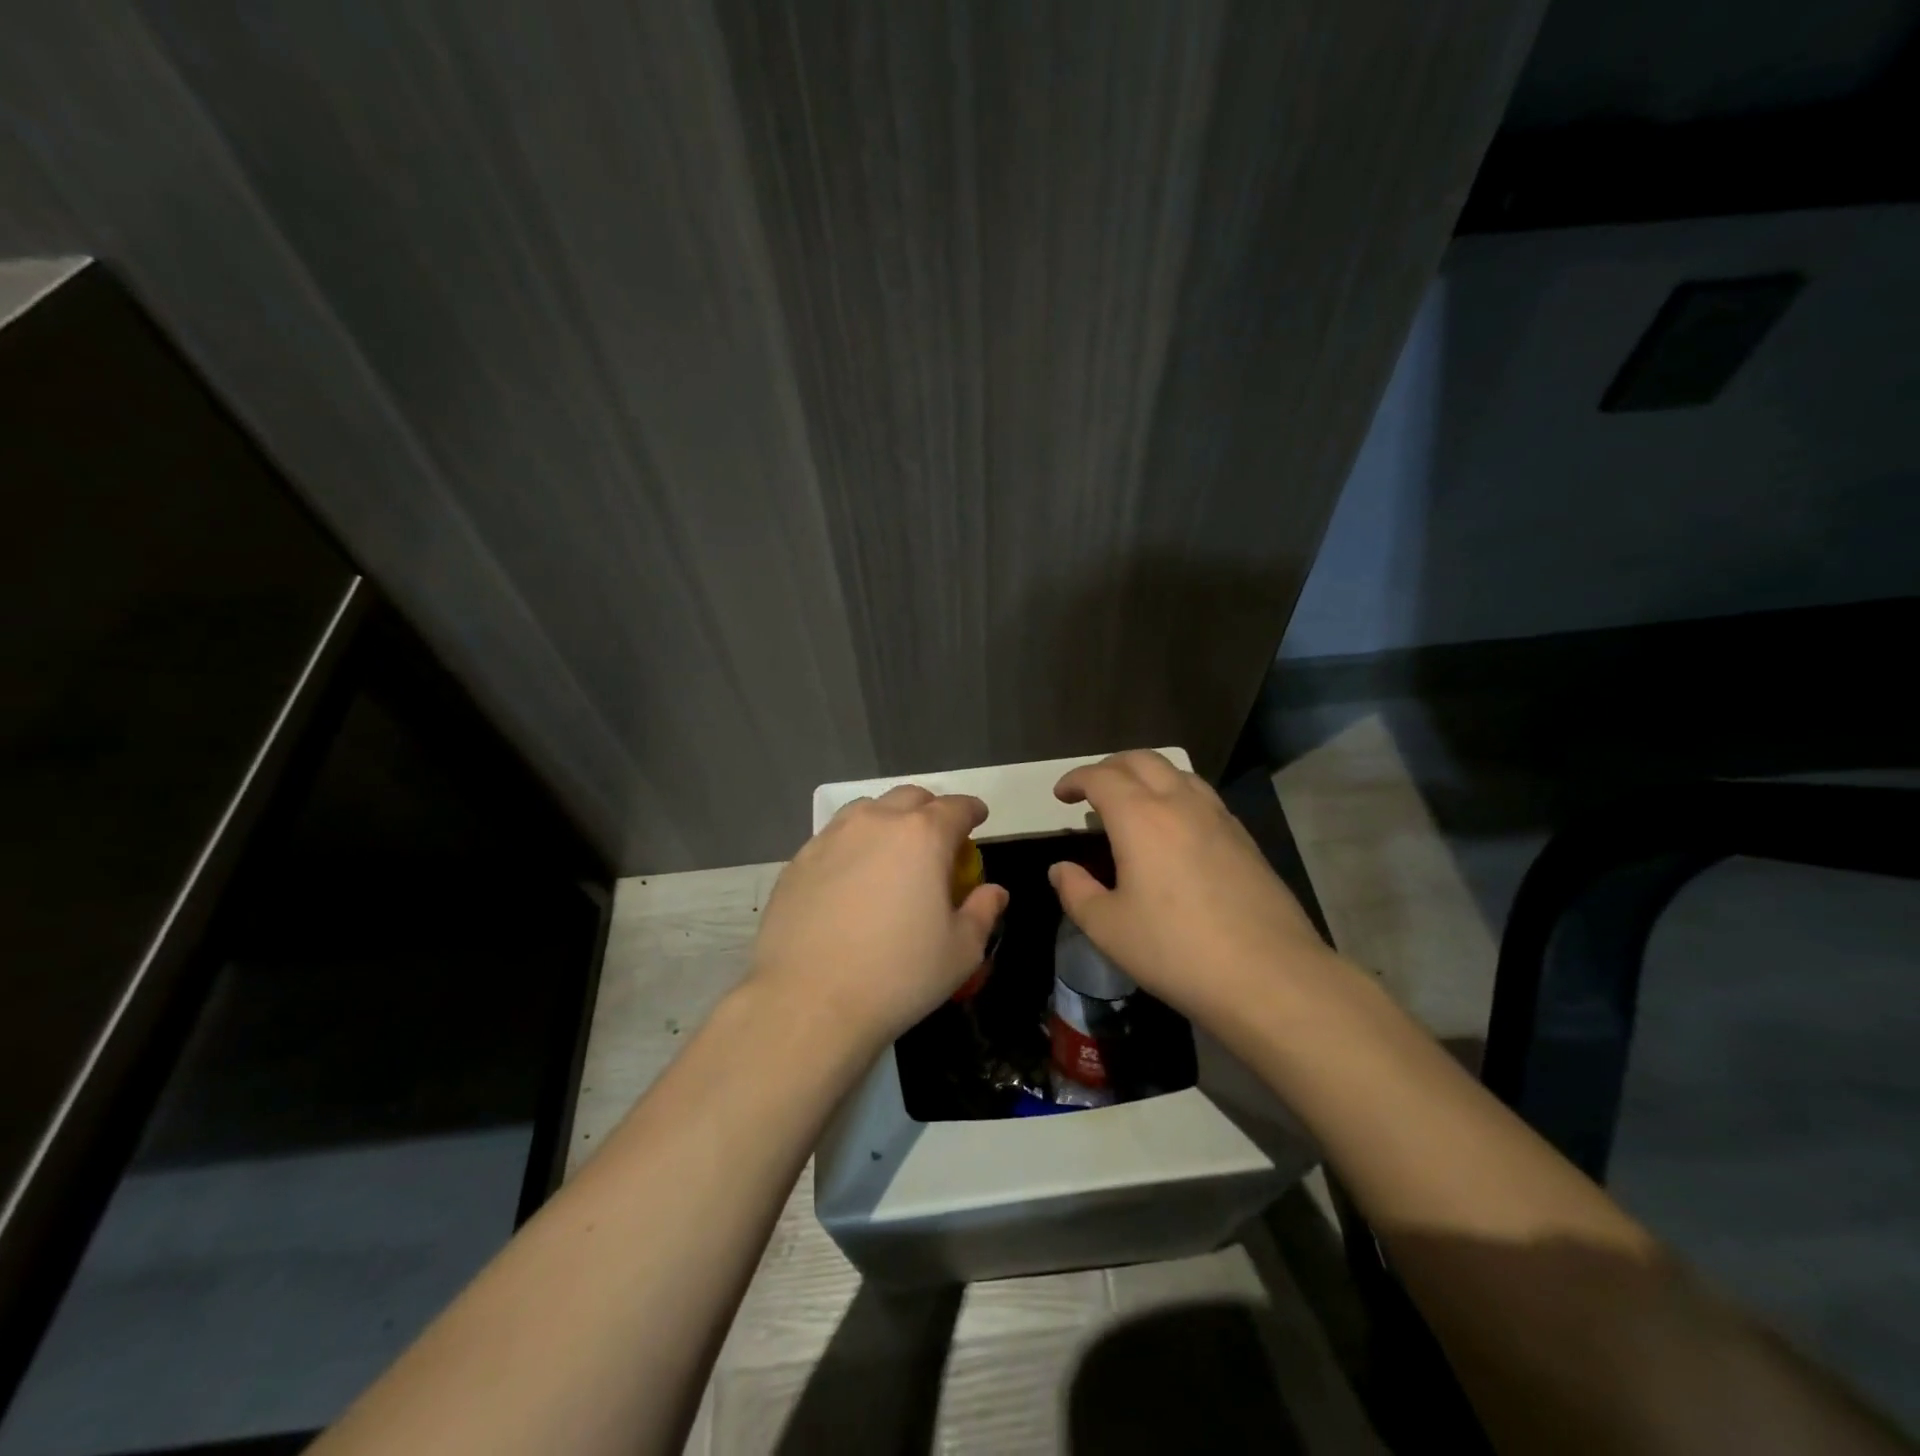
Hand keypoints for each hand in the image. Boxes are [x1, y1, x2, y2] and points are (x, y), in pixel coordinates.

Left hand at [749, 786, 1009, 1054]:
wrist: (807, 1001)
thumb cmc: (897, 976)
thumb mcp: (960, 952)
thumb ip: (982, 912)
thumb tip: (994, 892)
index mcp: (923, 836)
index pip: (956, 807)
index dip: (972, 811)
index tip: (978, 819)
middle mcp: (876, 822)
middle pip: (910, 798)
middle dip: (930, 810)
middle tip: (938, 839)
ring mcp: (832, 837)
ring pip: (868, 809)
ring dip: (889, 820)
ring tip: (892, 851)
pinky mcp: (798, 859)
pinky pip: (834, 837)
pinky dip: (853, 844)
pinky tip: (851, 877)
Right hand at [1049, 751, 1329, 1020]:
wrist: (1270, 976)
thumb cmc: (1176, 951)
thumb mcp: (1108, 929)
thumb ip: (1076, 892)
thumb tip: (1061, 869)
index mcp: (1140, 818)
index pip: (1101, 777)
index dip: (1075, 780)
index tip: (1061, 795)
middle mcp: (1180, 804)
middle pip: (1142, 760)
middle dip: (1110, 767)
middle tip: (1092, 790)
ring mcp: (1219, 818)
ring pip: (1178, 773)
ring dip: (1147, 775)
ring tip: (1133, 802)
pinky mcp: (1245, 839)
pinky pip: (1203, 797)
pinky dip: (1177, 795)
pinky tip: (1176, 829)